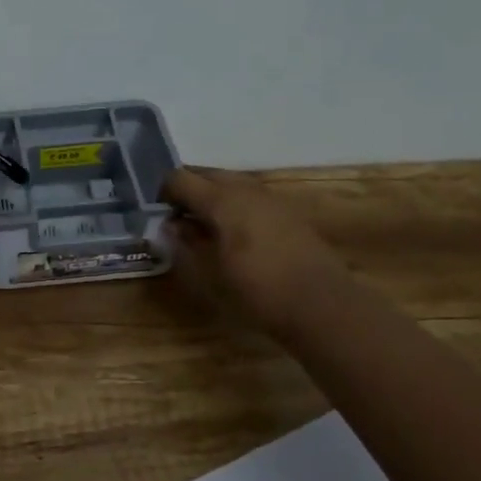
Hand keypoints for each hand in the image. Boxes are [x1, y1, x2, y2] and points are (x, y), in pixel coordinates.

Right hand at [161, 167, 350, 336]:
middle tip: (179, 219)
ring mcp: (270, 198)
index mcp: (220, 198)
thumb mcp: (209, 272)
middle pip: (206, 175)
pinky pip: (250, 198)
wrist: (322, 306)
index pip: (179, 178)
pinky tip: (236, 236)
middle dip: (188, 191)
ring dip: (212, 198)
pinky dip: (235, 207)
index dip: (162, 192)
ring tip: (205, 228)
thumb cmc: (256, 290)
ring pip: (230, 184)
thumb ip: (186, 242)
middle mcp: (245, 188)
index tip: (158, 216)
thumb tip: (173, 225)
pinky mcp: (288, 213)